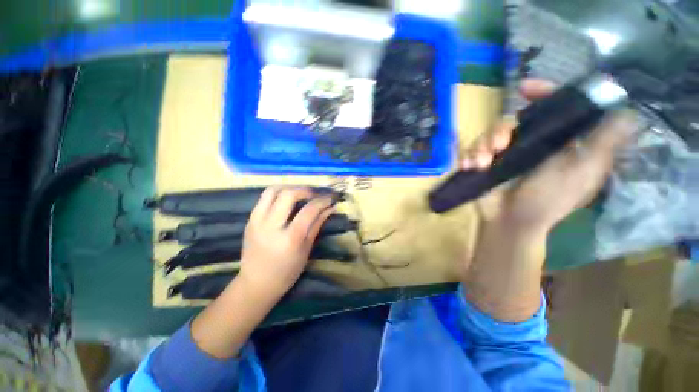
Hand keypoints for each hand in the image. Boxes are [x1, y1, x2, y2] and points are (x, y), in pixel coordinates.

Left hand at [238, 187, 334, 296]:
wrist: (256, 284)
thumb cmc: (286, 272)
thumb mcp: (306, 249)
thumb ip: (317, 224)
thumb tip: (331, 208)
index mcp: (289, 238)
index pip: (309, 210)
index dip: (322, 201)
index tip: (330, 198)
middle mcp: (271, 226)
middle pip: (288, 194)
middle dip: (305, 190)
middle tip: (315, 194)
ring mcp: (257, 221)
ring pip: (273, 190)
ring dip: (290, 187)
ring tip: (300, 193)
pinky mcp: (250, 219)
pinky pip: (265, 198)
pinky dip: (279, 193)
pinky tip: (287, 200)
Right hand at [462, 79, 635, 234]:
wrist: (510, 221)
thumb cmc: (549, 198)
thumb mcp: (583, 170)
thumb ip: (604, 141)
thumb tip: (627, 111)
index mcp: (557, 141)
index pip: (553, 107)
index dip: (543, 92)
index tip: (525, 89)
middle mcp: (531, 143)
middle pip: (512, 119)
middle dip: (500, 129)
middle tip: (498, 144)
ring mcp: (504, 154)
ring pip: (488, 134)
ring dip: (481, 146)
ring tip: (480, 162)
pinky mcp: (485, 163)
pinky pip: (472, 150)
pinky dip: (468, 156)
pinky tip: (469, 167)